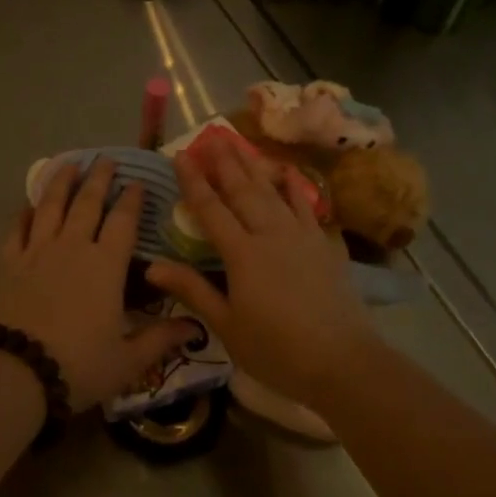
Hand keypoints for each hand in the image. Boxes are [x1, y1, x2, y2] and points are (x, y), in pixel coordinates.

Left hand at [0, 158, 202, 412]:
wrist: (14, 373)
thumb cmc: (78, 366)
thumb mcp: (127, 360)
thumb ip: (161, 338)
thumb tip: (196, 327)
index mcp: (106, 265)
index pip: (123, 221)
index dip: (132, 199)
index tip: (138, 181)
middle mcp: (72, 247)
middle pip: (87, 203)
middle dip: (99, 178)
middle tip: (106, 159)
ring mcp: (36, 251)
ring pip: (51, 205)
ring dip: (62, 182)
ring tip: (69, 164)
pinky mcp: (7, 262)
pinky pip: (16, 229)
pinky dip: (24, 213)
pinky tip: (28, 205)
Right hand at [145, 137, 375, 407]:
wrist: (343, 361)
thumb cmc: (277, 350)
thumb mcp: (227, 325)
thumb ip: (192, 290)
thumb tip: (152, 265)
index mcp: (242, 253)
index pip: (211, 209)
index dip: (193, 181)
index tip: (181, 155)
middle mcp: (270, 234)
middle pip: (243, 190)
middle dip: (225, 162)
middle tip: (212, 135)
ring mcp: (301, 235)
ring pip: (273, 191)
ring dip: (254, 166)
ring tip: (241, 143)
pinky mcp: (324, 244)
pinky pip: (307, 206)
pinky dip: (295, 187)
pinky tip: (289, 173)